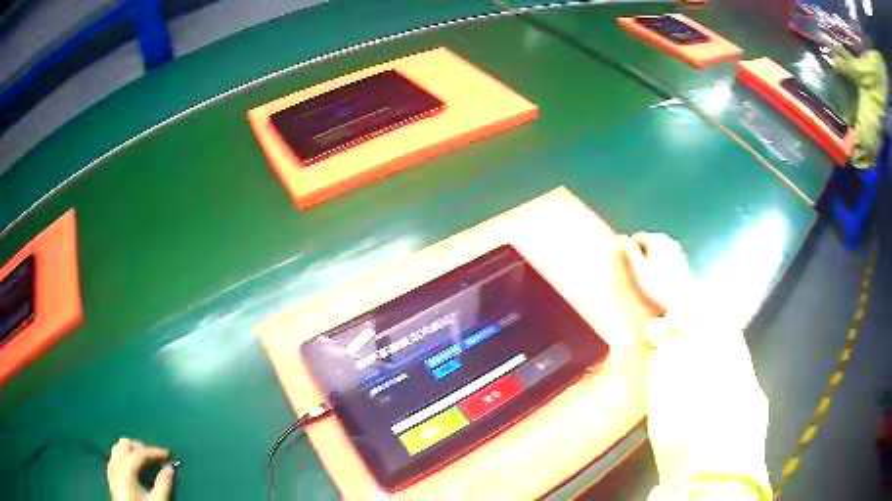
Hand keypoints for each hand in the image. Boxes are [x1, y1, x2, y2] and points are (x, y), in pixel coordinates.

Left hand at [107, 437, 173, 500]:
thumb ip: (163, 483)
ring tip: (143, 461)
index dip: (154, 451)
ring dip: (130, 451)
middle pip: (124, 444)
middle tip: (153, 456)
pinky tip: (133, 468)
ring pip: (117, 450)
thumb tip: (170, 468)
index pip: (139, 453)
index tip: (167, 453)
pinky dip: (124, 458)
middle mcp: (115, 466)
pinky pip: (115, 459)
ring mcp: (111, 471)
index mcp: (125, 470)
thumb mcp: (157, 500)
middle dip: (139, 447)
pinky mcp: (111, 478)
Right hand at [620, 232, 693, 314]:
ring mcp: (676, 249)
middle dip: (642, 251)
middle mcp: (667, 240)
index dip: (630, 247)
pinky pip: (666, 256)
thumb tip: (622, 237)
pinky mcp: (682, 260)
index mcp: (656, 239)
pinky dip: (661, 261)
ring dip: (651, 256)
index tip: (627, 261)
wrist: (681, 300)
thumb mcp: (639, 268)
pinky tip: (659, 275)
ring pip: (658, 248)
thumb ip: (630, 251)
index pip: (638, 237)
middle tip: (636, 268)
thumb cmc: (658, 285)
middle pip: (649, 240)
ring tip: (647, 272)